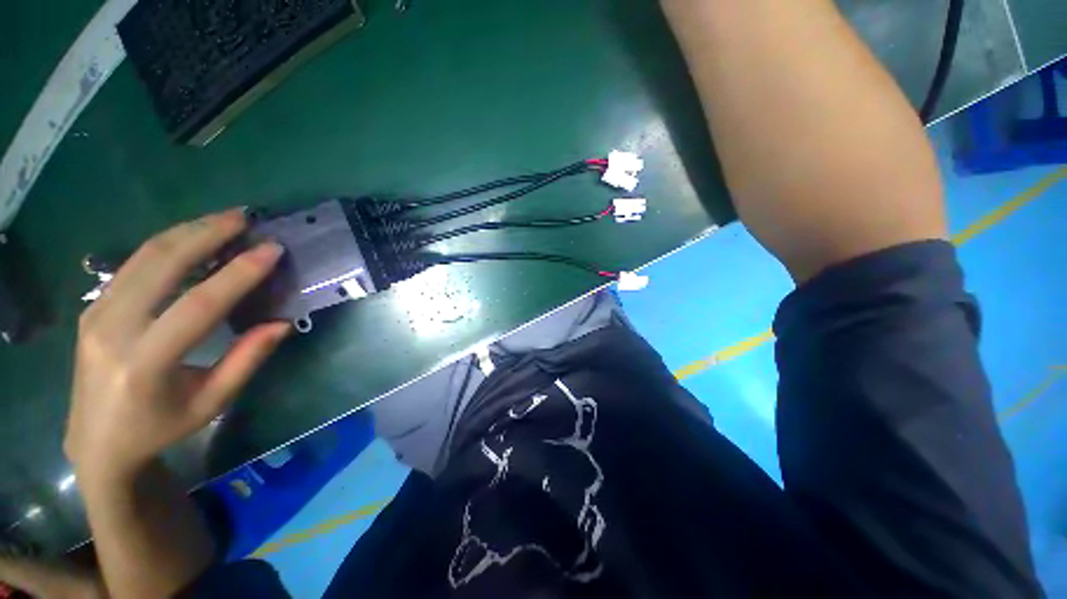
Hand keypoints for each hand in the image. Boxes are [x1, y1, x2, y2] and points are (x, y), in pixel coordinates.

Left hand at [65, 209, 290, 484]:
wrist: (96, 442)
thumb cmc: (160, 427)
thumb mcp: (212, 402)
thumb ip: (246, 360)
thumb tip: (282, 323)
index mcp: (145, 363)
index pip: (198, 305)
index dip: (239, 273)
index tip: (272, 249)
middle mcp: (113, 330)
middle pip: (162, 266)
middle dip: (206, 234)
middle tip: (243, 217)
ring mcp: (96, 314)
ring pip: (143, 256)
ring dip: (186, 232)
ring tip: (222, 219)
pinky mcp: (93, 307)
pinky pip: (132, 265)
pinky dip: (166, 245)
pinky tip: (190, 239)